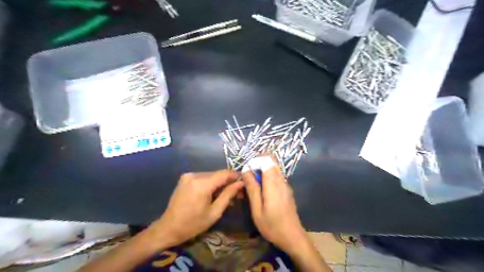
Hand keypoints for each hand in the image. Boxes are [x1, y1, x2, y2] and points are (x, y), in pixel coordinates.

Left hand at [150, 171, 243, 247]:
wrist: (168, 228)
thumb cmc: (193, 224)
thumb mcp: (215, 212)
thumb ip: (228, 195)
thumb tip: (240, 183)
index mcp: (202, 184)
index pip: (224, 173)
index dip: (235, 176)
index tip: (244, 182)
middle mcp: (195, 175)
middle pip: (217, 174)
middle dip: (228, 182)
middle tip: (236, 193)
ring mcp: (188, 175)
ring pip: (211, 176)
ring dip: (219, 184)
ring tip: (226, 196)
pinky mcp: (185, 178)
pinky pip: (203, 178)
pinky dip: (210, 184)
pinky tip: (213, 194)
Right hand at [242, 161, 305, 253]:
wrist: (293, 237)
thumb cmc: (272, 226)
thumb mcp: (257, 210)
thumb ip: (252, 189)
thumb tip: (245, 171)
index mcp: (274, 184)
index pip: (267, 160)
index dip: (256, 160)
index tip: (247, 170)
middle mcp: (282, 181)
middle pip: (272, 161)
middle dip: (259, 163)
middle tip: (249, 176)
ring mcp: (286, 185)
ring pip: (275, 168)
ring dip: (263, 170)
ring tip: (254, 184)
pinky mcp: (287, 189)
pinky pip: (277, 176)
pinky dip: (268, 176)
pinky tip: (262, 190)